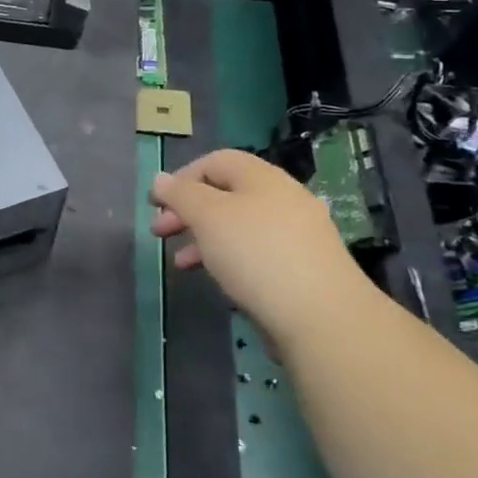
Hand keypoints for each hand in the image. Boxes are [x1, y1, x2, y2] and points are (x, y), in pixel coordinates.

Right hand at [150, 149, 366, 337]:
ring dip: (203, 238)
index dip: (181, 178)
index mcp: (262, 177)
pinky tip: (218, 279)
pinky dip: (229, 258)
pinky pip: (256, 251)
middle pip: (225, 194)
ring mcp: (297, 233)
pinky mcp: (302, 266)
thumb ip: (181, 195)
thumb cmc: (256, 254)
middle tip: (160, 233)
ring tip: (181, 263)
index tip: (156, 204)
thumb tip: (160, 179)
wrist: (322, 316)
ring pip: (238, 225)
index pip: (215, 161)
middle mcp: (283, 198)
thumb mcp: (208, 217)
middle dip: (188, 211)